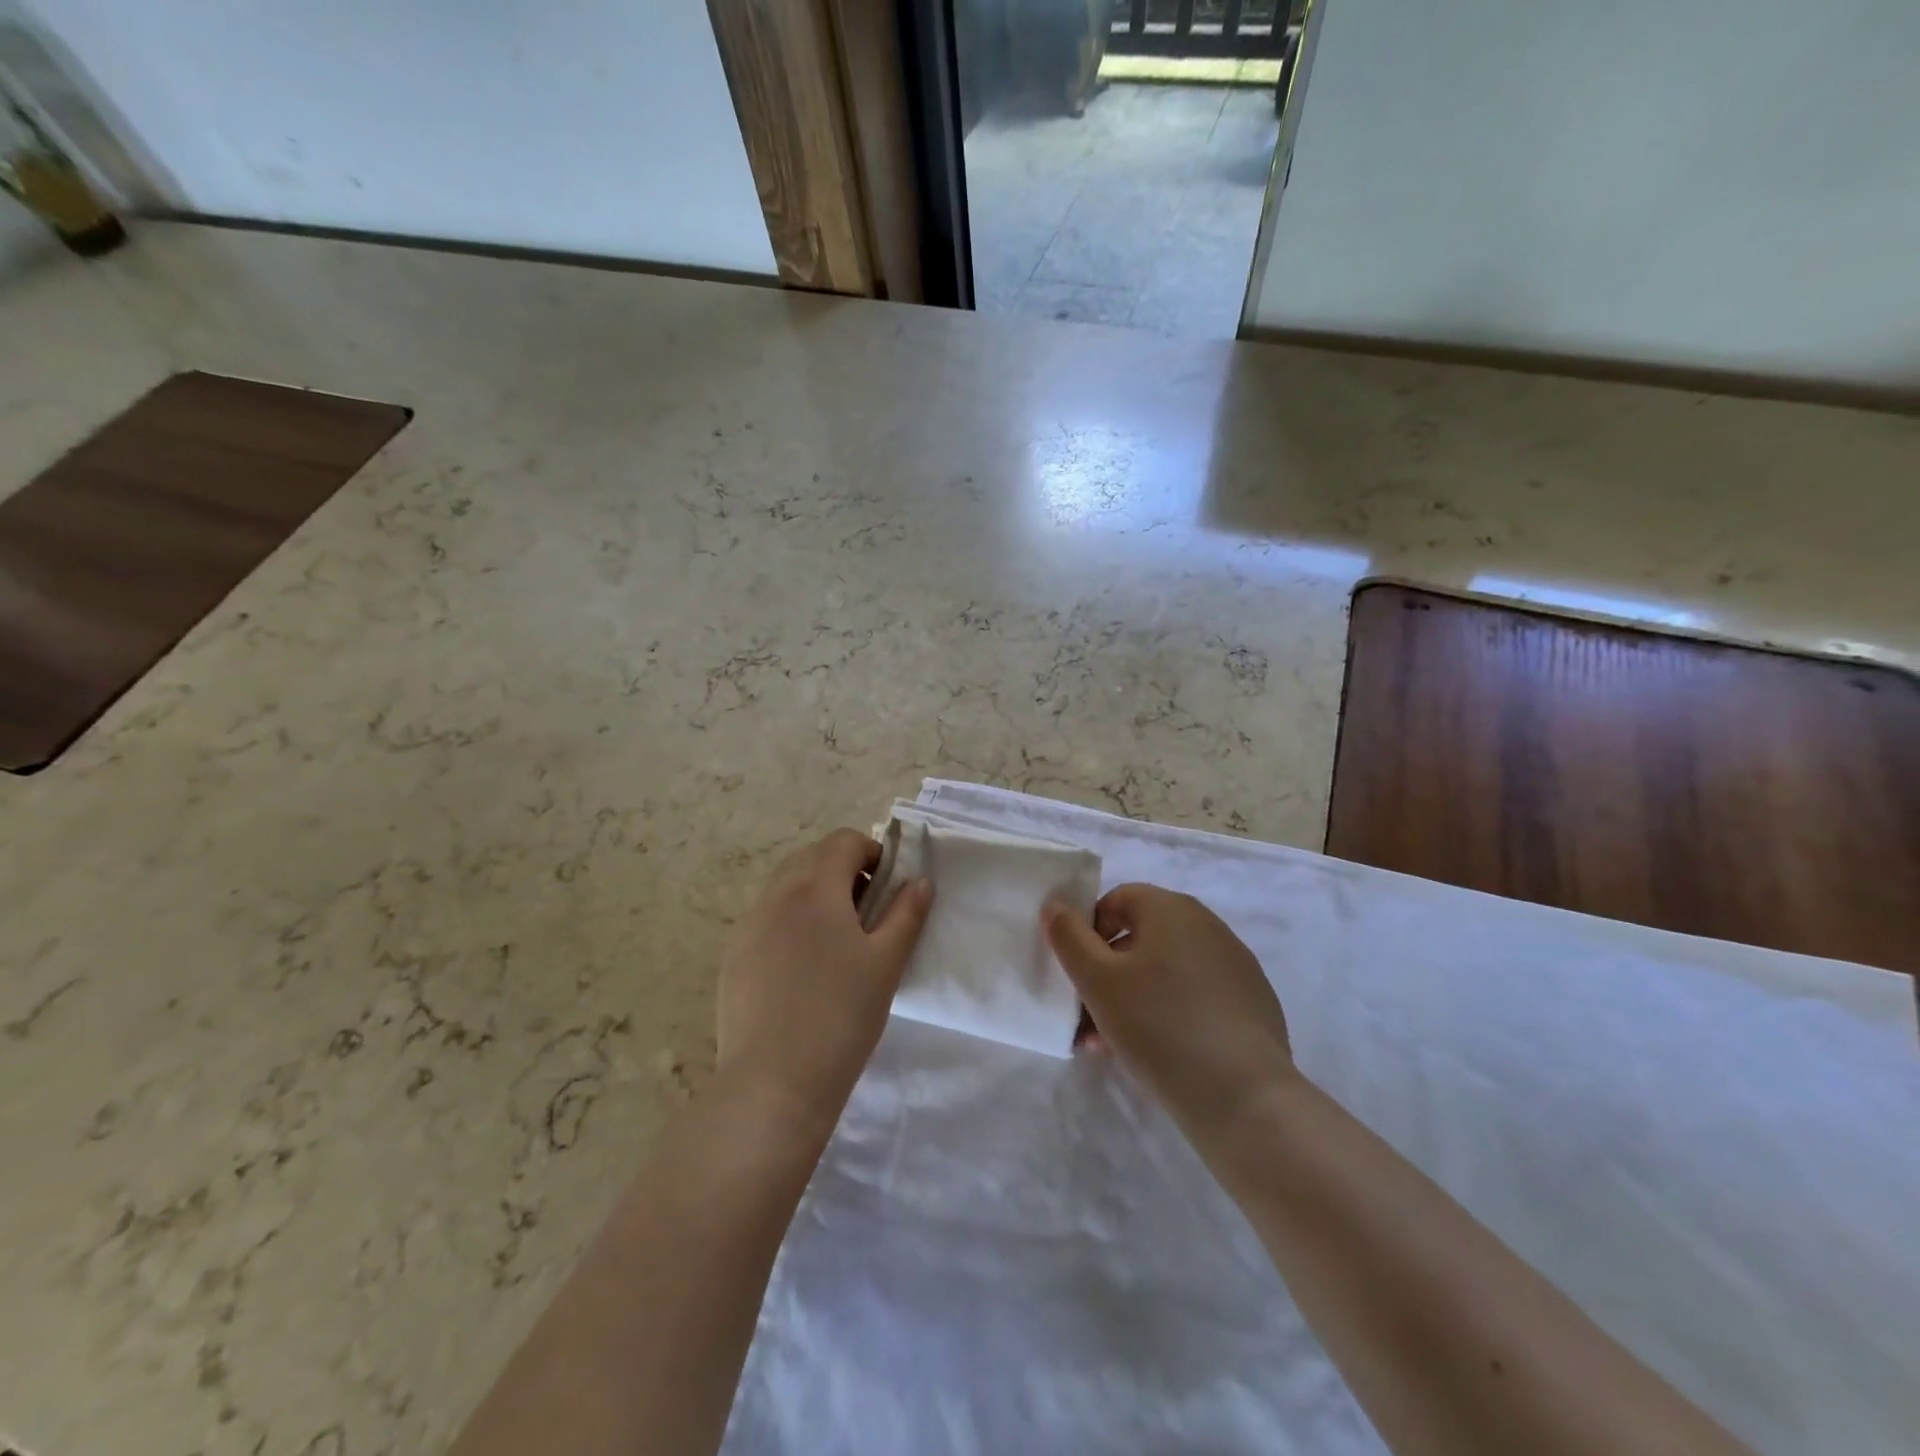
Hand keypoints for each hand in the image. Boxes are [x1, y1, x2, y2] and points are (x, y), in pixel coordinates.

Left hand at [718, 829, 932, 1134]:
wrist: (773, 1083)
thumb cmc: (841, 1016)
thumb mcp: (886, 964)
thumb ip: (907, 914)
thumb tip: (919, 881)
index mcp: (815, 888)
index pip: (843, 841)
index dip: (872, 852)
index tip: (888, 886)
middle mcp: (776, 895)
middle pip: (811, 857)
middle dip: (843, 869)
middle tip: (867, 911)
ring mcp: (748, 926)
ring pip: (785, 886)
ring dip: (815, 892)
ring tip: (838, 940)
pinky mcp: (734, 956)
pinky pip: (766, 917)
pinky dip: (790, 920)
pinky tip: (804, 968)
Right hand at [1045, 884, 1293, 1129]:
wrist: (1243, 1095)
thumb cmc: (1159, 1026)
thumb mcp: (1097, 981)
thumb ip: (1069, 937)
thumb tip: (1056, 905)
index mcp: (1169, 908)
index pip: (1116, 900)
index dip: (1089, 932)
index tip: (1079, 975)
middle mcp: (1206, 923)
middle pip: (1141, 937)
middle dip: (1108, 973)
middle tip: (1088, 1017)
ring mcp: (1234, 962)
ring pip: (1166, 970)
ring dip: (1134, 997)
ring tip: (1113, 1045)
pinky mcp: (1252, 1000)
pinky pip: (1197, 994)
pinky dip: (1171, 1013)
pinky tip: (1160, 1053)